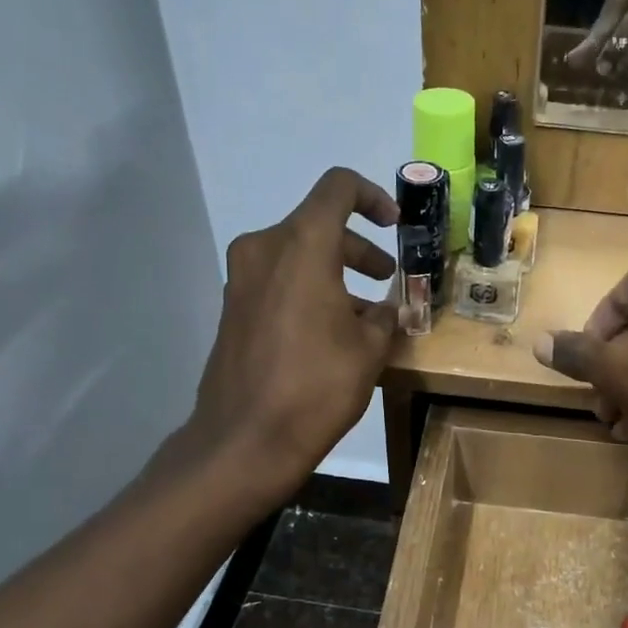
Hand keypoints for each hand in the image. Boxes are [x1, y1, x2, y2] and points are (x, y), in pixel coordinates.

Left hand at [149, 168, 399, 506]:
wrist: (246, 439)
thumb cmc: (317, 386)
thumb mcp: (369, 349)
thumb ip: (384, 316)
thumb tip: (386, 308)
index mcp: (302, 245)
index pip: (338, 188)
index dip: (373, 197)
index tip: (395, 225)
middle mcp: (265, 249)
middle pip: (319, 225)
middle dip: (359, 248)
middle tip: (387, 278)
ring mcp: (242, 278)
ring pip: (298, 254)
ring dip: (335, 272)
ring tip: (366, 314)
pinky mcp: (233, 308)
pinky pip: (279, 281)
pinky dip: (309, 290)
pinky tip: (332, 332)